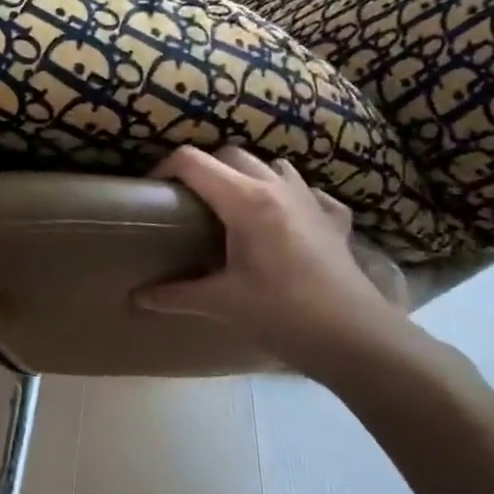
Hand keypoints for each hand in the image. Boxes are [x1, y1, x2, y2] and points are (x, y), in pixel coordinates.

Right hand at [135, 146, 415, 382]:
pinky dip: (289, 195)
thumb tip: (136, 297)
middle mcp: (277, 188)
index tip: (151, 193)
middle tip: (186, 204)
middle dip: (202, 170)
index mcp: (245, 201)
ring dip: (246, 175)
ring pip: (270, 165)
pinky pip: (307, 191)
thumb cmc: (283, 314)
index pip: (192, 162)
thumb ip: (175, 295)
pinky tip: (284, 221)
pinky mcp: (334, 220)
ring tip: (231, 207)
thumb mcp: (222, 304)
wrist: (357, 339)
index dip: (164, 169)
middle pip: (230, 154)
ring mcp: (311, 200)